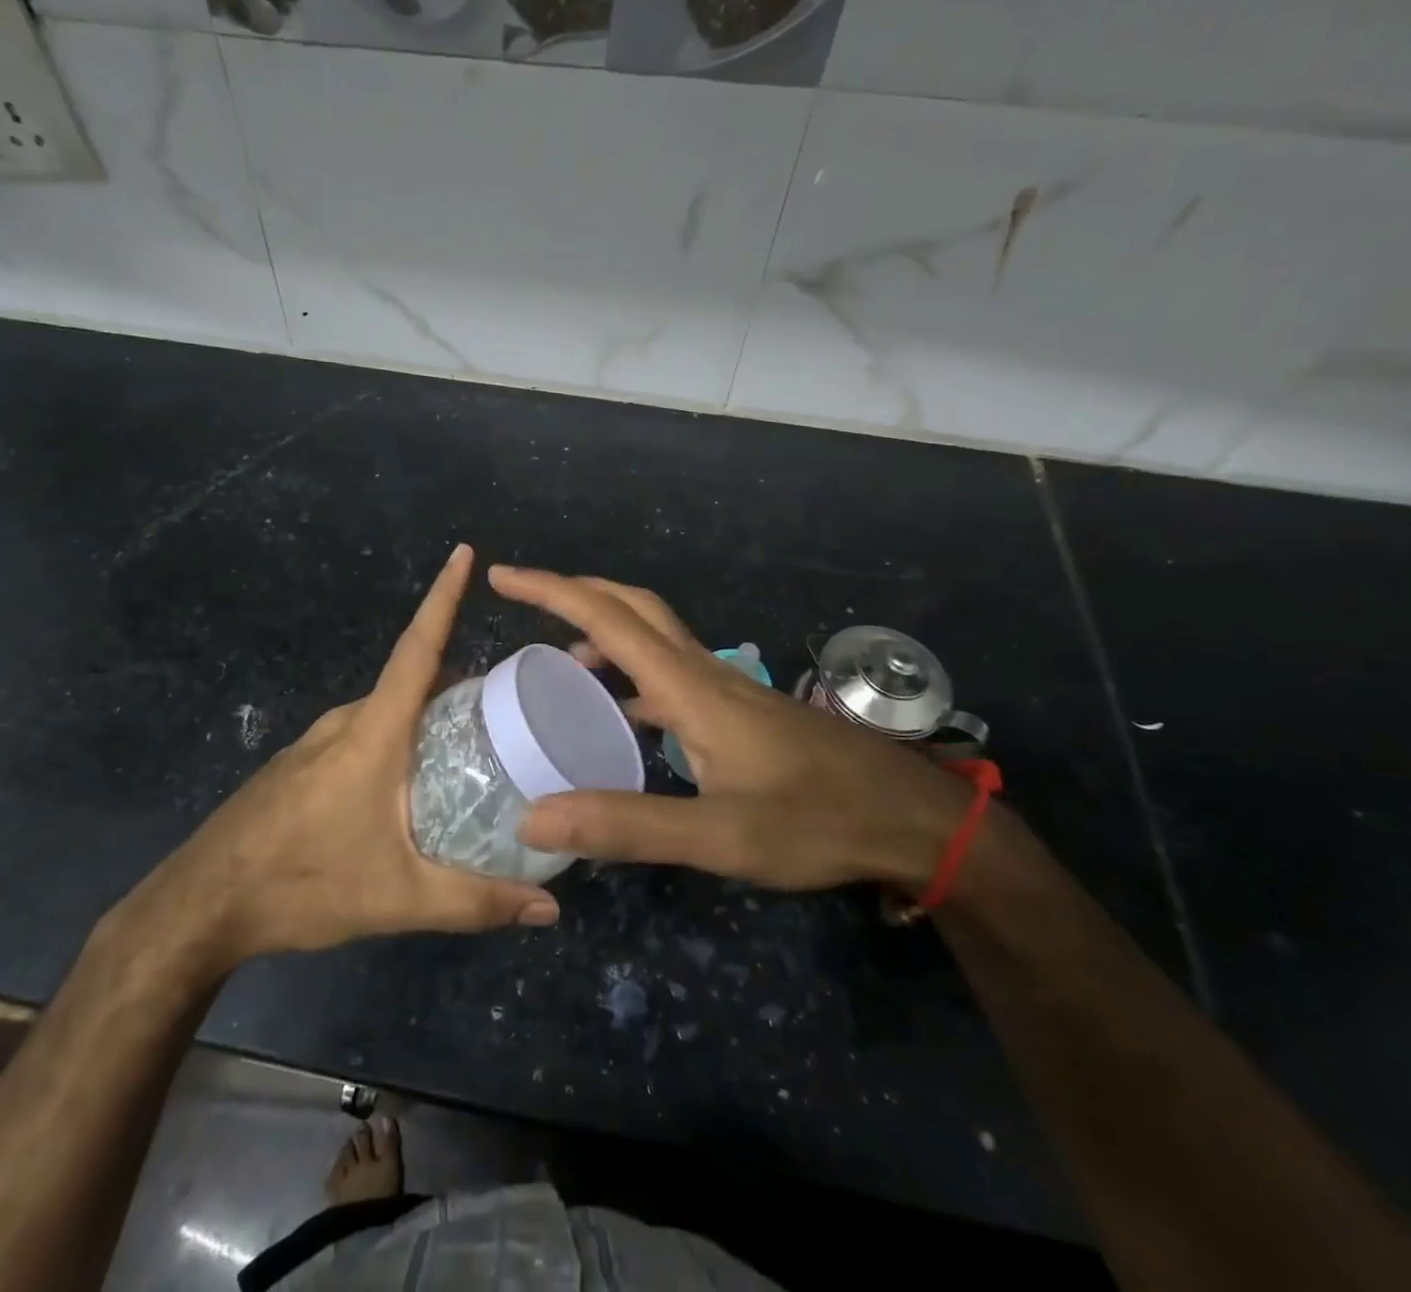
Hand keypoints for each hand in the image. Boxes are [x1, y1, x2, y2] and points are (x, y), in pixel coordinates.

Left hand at [115, 546, 559, 968]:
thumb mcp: (399, 898)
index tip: (463, 552)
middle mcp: (344, 722)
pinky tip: (412, 781)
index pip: (417, 648)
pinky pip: (362, 733)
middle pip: (410, 681)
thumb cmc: (302, 886)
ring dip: (427, 716)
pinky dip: (397, 738)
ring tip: (474, 744)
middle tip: (512, 704)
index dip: (443, 597)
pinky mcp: (300, 764)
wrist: (201, 906)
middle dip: (459, 681)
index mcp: (372, 732)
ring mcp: (316, 741)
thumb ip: (477, 901)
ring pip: (386, 711)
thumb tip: (550, 911)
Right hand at [488, 566, 972, 891]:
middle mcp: (703, 672)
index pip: (608, 617)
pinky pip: (667, 672)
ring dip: (600, 630)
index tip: (502, 576)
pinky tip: (619, 712)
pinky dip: (628, 673)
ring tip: (557, 660)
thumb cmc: (816, 821)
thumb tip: (532, 818)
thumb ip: (627, 825)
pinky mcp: (736, 711)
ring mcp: (724, 688)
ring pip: (651, 636)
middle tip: (522, 600)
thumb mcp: (718, 835)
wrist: (909, 820)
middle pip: (630, 607)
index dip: (550, 590)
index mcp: (689, 687)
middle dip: (573, 592)